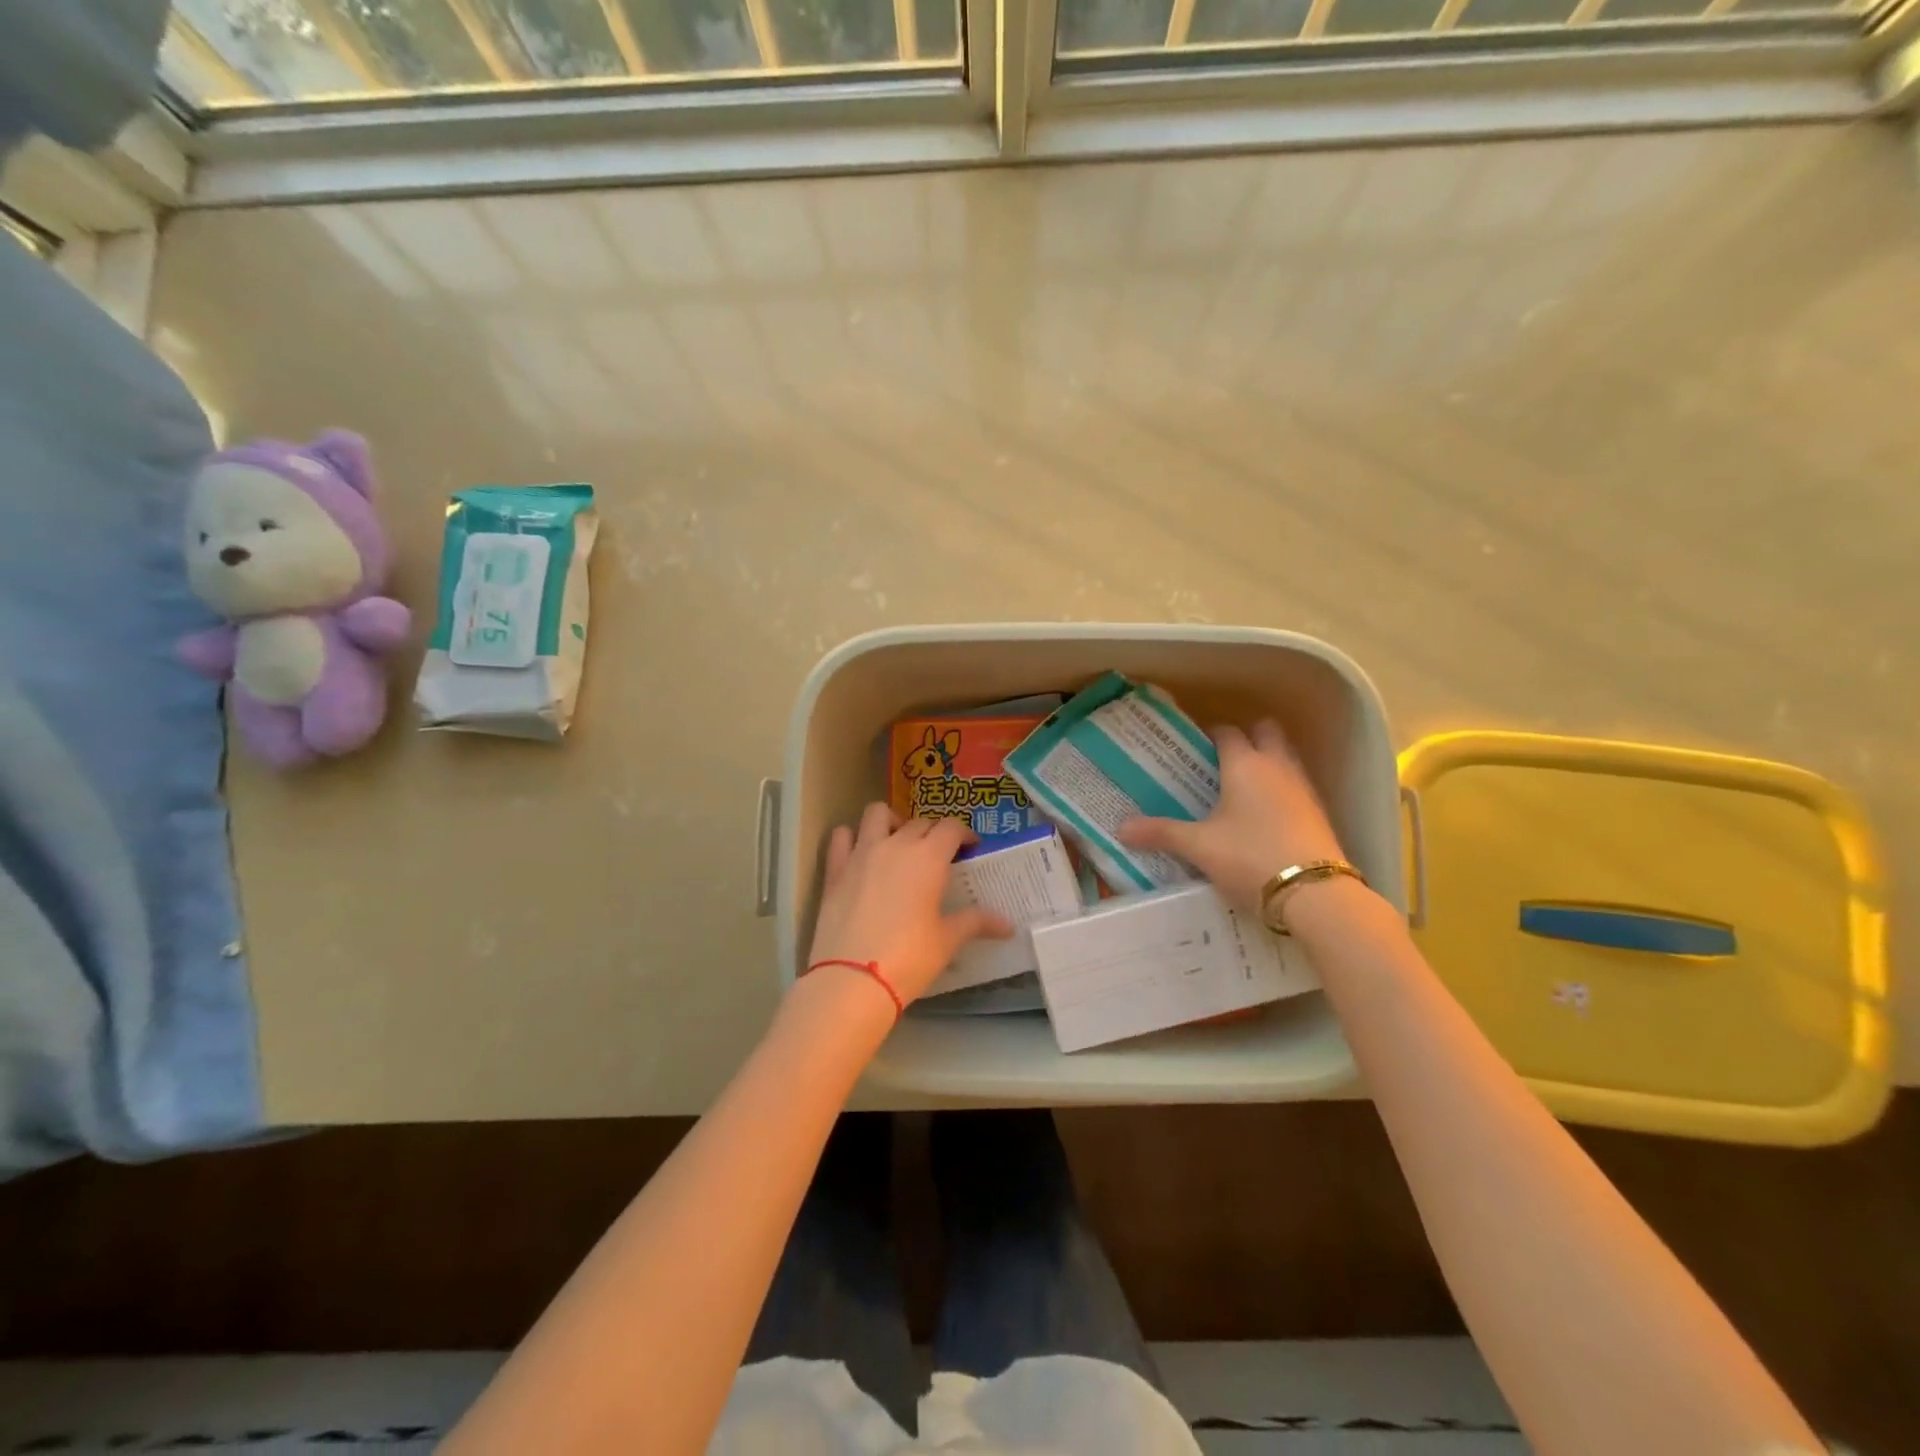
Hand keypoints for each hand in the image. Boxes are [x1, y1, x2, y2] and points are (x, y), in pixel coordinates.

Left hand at [807, 804, 1012, 1008]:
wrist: (852, 980)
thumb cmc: (909, 958)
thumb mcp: (947, 941)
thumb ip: (976, 923)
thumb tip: (1007, 925)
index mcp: (929, 858)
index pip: (951, 827)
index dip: (963, 834)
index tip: (969, 848)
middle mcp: (896, 845)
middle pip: (919, 822)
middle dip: (933, 832)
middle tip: (938, 855)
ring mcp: (861, 853)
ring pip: (877, 814)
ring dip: (891, 821)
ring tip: (898, 842)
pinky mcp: (835, 869)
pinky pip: (841, 836)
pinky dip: (851, 837)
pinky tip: (859, 854)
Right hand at [1117, 720, 1344, 912]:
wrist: (1313, 893)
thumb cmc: (1249, 857)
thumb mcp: (1198, 847)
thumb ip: (1161, 833)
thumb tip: (1120, 828)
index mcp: (1244, 764)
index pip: (1227, 732)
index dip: (1210, 734)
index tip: (1193, 746)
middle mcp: (1276, 767)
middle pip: (1266, 732)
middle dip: (1247, 736)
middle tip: (1220, 760)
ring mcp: (1302, 788)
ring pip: (1284, 757)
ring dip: (1266, 762)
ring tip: (1240, 787)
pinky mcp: (1319, 813)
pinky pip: (1296, 785)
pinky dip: (1280, 789)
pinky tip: (1264, 815)